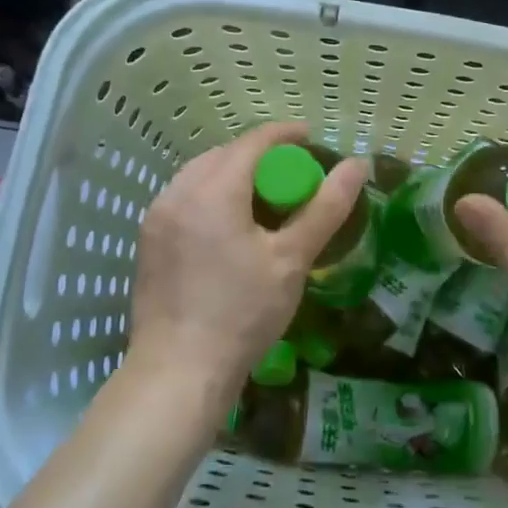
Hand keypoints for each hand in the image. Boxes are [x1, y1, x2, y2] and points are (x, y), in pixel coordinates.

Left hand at [128, 121, 368, 427]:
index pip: (253, 143)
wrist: (180, 371)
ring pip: (200, 174)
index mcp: (212, 191)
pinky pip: (185, 198)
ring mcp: (157, 217)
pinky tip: (231, 223)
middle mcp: (177, 193)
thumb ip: (325, 208)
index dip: (285, 135)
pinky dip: (212, 195)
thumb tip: (357, 166)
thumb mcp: (292, 259)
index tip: (312, 138)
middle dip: (260, 155)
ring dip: (234, 173)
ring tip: (265, 196)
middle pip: (224, 155)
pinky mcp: (149, 241)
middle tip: (293, 173)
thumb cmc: (243, 314)